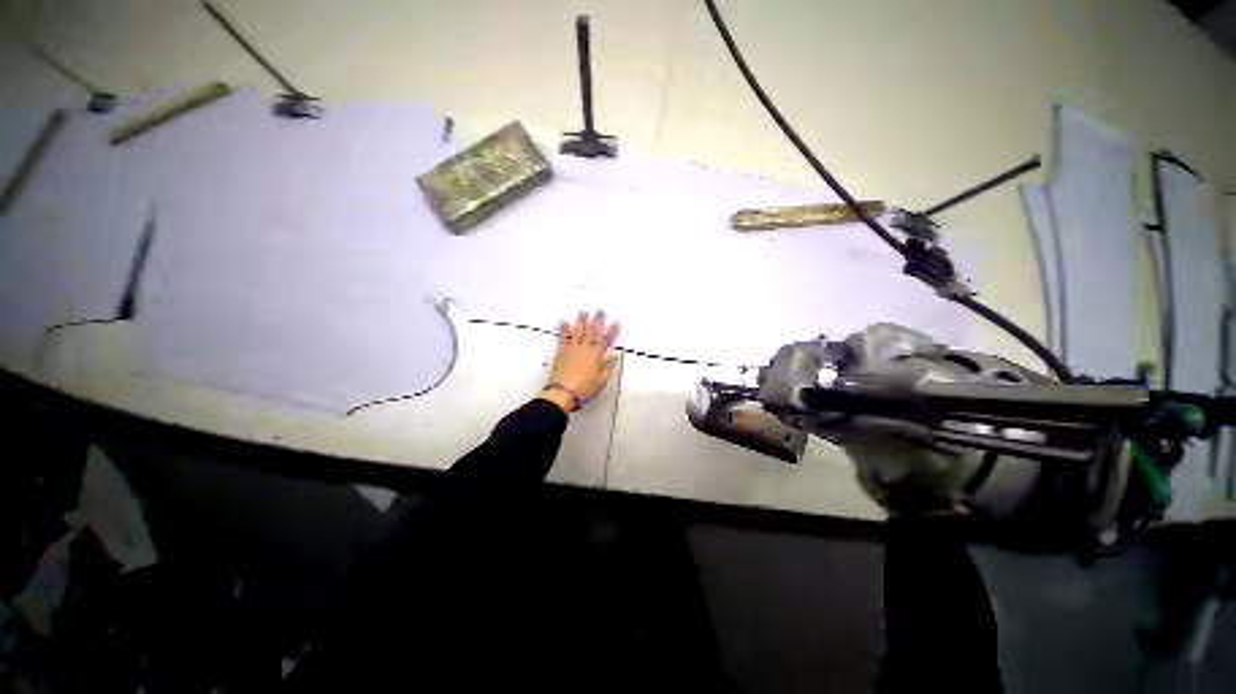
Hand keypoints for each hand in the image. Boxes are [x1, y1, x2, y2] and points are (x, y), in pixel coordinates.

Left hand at [539, 310, 619, 412]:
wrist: (562, 392)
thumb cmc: (585, 389)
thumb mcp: (601, 381)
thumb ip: (607, 366)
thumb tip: (612, 354)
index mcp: (596, 355)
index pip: (606, 340)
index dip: (612, 330)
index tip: (616, 321)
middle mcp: (585, 348)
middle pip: (592, 331)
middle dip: (597, 320)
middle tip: (600, 310)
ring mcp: (572, 348)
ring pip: (578, 331)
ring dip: (581, 321)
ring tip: (584, 311)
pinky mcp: (561, 351)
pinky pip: (563, 337)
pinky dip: (564, 328)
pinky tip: (565, 321)